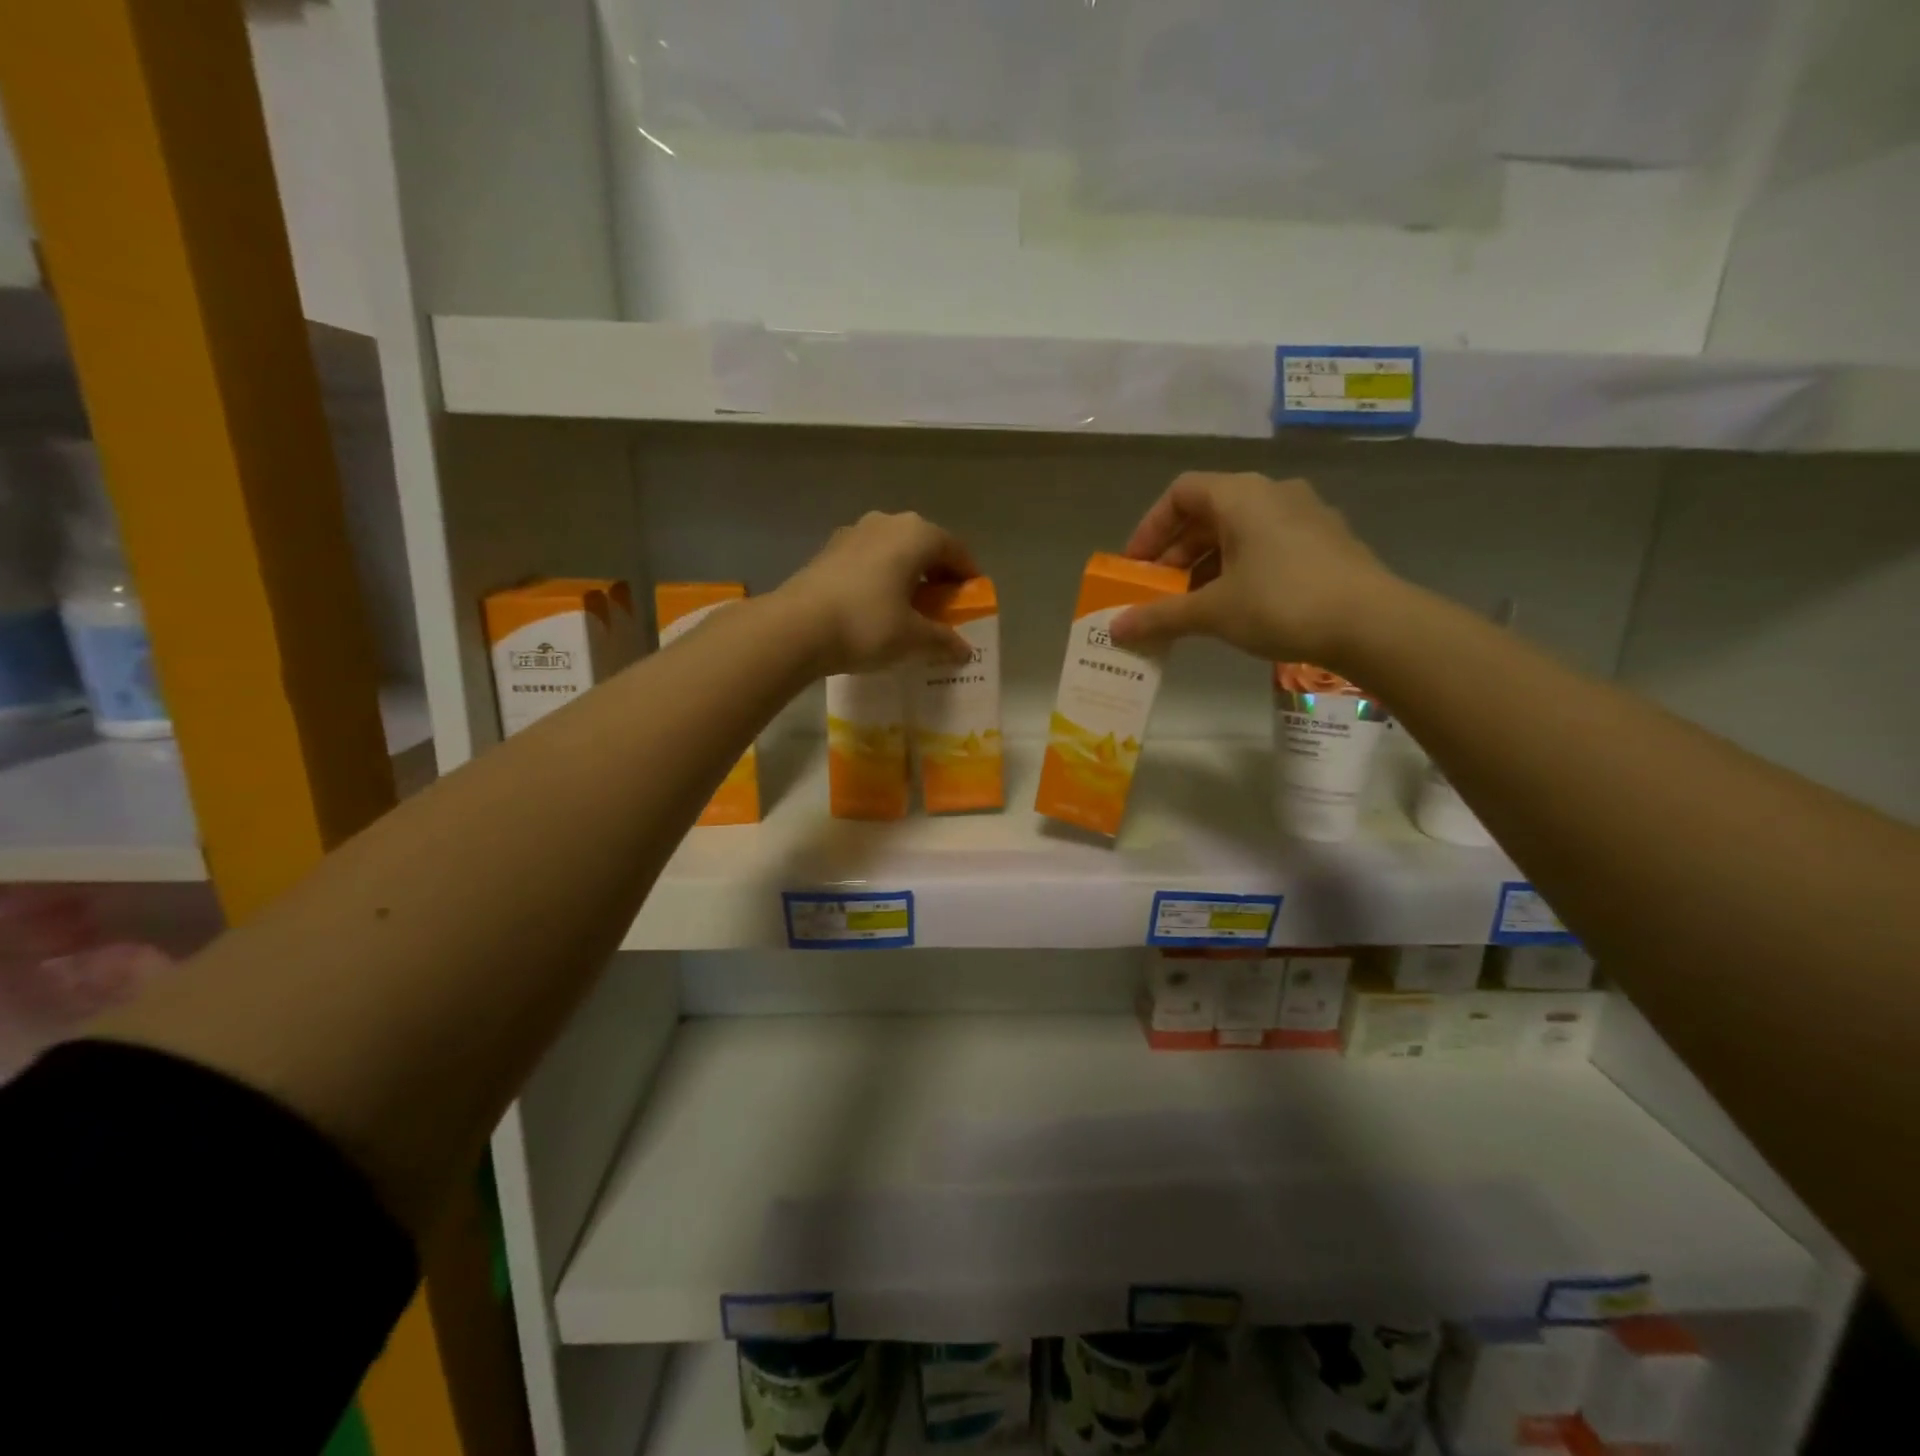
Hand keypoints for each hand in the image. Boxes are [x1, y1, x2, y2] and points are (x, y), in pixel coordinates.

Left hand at [778, 511, 978, 676]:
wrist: (795, 628)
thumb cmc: (867, 624)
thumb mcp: (913, 639)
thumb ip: (944, 640)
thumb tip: (964, 650)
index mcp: (916, 534)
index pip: (956, 550)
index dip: (968, 577)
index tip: (972, 603)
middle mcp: (886, 522)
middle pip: (924, 547)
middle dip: (937, 577)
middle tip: (943, 609)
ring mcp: (853, 533)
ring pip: (893, 553)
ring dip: (907, 577)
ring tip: (909, 610)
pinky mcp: (828, 551)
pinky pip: (868, 562)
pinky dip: (881, 580)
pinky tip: (876, 608)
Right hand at [1108, 472, 1399, 668]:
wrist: (1373, 623)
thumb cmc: (1281, 603)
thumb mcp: (1213, 612)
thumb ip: (1160, 616)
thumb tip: (1116, 629)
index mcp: (1241, 495)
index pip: (1180, 493)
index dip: (1150, 528)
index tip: (1135, 567)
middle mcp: (1273, 493)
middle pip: (1208, 513)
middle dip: (1175, 554)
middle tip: (1158, 592)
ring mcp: (1305, 516)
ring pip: (1238, 532)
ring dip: (1206, 565)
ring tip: (1192, 606)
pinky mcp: (1325, 542)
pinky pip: (1266, 546)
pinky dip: (1239, 569)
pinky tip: (1235, 606)